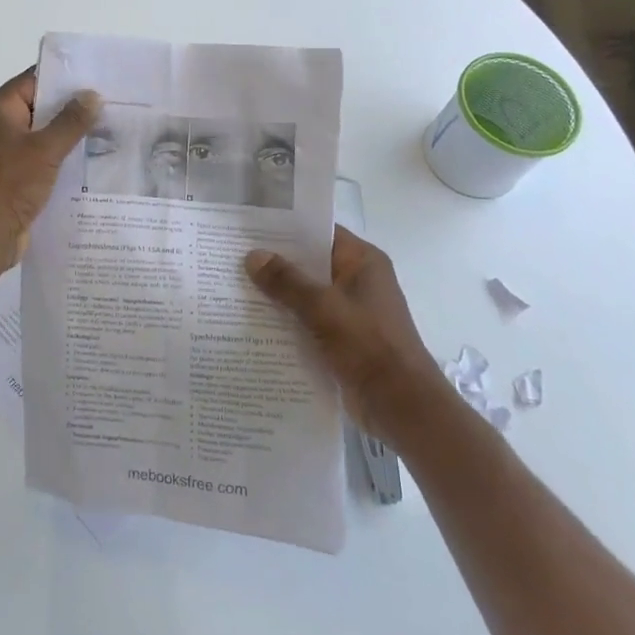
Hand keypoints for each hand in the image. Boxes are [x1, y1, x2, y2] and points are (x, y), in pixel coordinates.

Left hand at [0, 69, 100, 265]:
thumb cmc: (10, 184)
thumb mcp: (46, 149)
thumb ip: (71, 121)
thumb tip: (92, 95)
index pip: (33, 80)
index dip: (65, 78)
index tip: (98, 77)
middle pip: (39, 107)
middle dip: (72, 108)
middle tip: (111, 104)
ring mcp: (4, 152)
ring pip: (42, 135)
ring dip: (69, 135)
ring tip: (108, 130)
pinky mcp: (12, 176)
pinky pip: (40, 158)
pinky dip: (61, 158)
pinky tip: (91, 160)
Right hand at [246, 228, 437, 441]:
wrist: (402, 407)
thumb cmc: (369, 345)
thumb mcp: (324, 307)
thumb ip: (287, 281)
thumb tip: (253, 256)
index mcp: (362, 262)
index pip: (320, 232)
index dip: (286, 228)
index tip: (249, 227)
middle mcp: (357, 281)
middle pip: (310, 264)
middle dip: (274, 263)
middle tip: (232, 256)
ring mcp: (349, 312)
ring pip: (305, 295)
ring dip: (277, 295)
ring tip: (233, 287)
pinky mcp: (341, 340)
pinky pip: (307, 322)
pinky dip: (285, 322)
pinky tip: (252, 323)